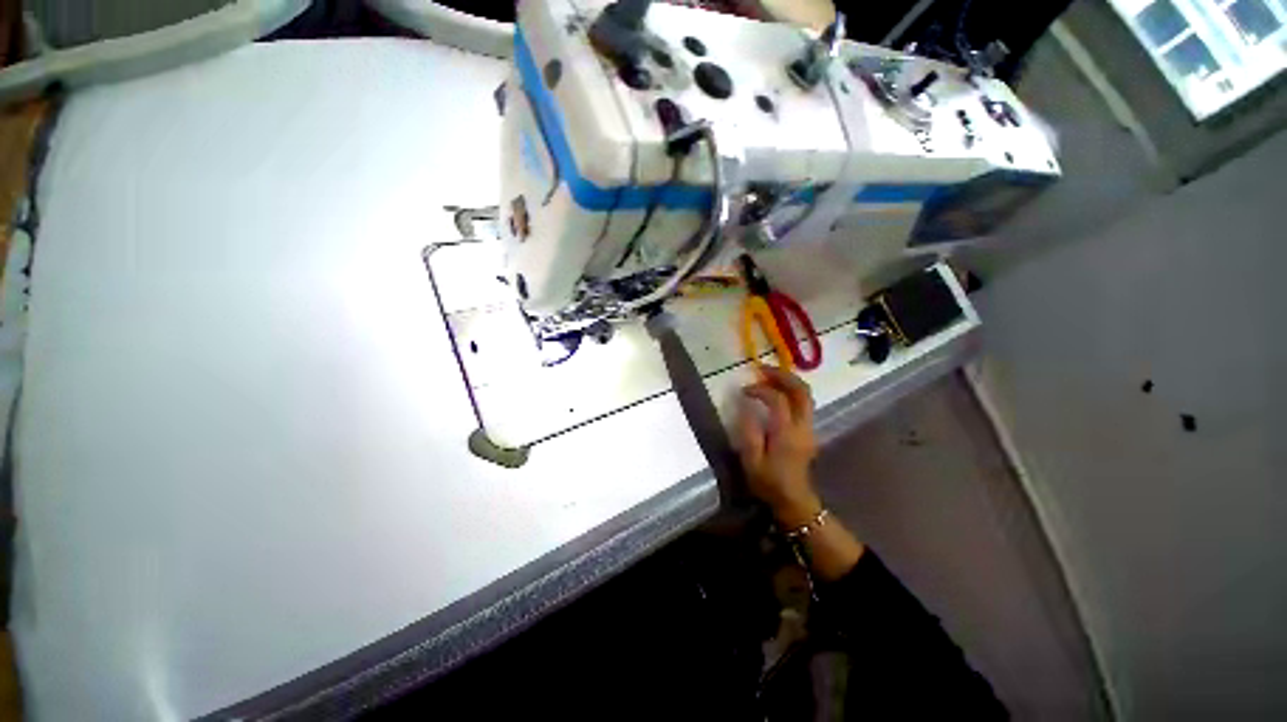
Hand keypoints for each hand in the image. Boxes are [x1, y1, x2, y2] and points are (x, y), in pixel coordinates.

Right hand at [735, 365, 821, 527]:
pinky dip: (791, 391)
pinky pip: (804, 403)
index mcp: (787, 433)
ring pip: (806, 395)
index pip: (778, 400)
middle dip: (783, 375)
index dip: (761, 390)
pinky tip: (777, 391)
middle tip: (762, 369)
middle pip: (801, 391)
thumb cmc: (769, 482)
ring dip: (788, 381)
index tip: (745, 391)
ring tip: (768, 376)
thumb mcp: (751, 460)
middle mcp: (803, 426)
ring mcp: (809, 428)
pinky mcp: (808, 431)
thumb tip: (746, 406)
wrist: (794, 501)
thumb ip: (749, 431)